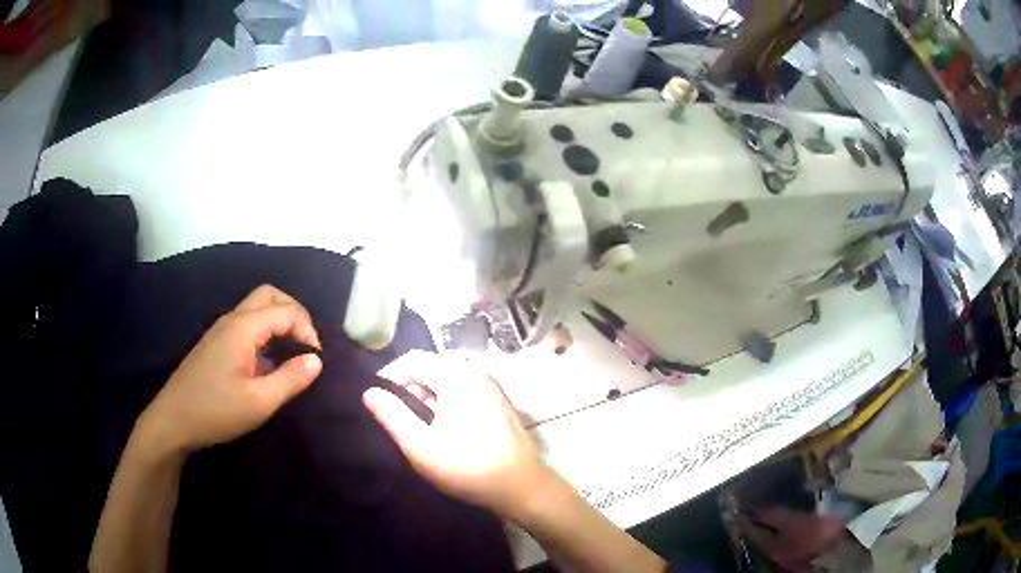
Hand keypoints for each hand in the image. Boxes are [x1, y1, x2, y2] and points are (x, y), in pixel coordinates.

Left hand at [138, 285, 321, 454]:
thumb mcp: (259, 402)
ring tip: (292, 353)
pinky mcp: (216, 342)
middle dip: (295, 313)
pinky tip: (268, 360)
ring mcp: (221, 329)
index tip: (316, 360)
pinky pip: (247, 323)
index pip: (286, 311)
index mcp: (243, 328)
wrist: (174, 420)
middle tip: (306, 345)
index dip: (308, 330)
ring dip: (280, 321)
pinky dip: (266, 331)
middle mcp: (232, 319)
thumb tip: (316, 360)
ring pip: (257, 307)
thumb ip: (291, 379)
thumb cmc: (216, 411)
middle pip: (270, 295)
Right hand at [363, 351, 550, 520]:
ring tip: (414, 419)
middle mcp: (477, 373)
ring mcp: (492, 387)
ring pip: (449, 377)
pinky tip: (441, 423)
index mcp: (457, 377)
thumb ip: (392, 416)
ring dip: (427, 391)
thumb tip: (370, 392)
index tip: (377, 397)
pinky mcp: (499, 402)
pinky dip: (446, 397)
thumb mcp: (420, 445)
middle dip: (409, 382)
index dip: (390, 374)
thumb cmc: (467, 467)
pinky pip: (465, 388)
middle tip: (394, 410)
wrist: (520, 486)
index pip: (414, 359)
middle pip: (433, 365)